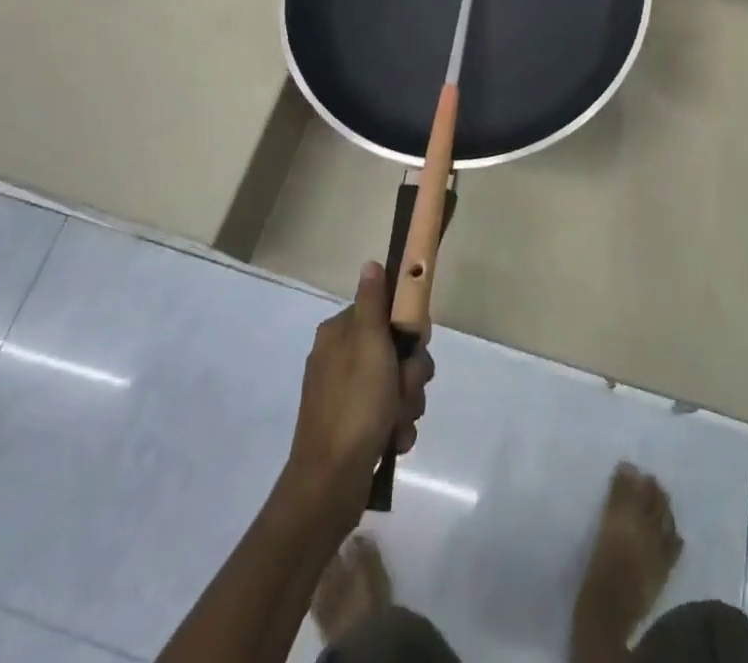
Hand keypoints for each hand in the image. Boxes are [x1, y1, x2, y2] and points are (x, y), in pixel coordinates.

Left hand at [283, 261, 432, 530]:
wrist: (330, 484)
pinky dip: (396, 427)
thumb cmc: (354, 405)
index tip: (417, 343)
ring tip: (398, 423)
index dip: (406, 328)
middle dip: (410, 374)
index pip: (384, 312)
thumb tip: (370, 263)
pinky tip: (392, 442)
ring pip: (397, 384)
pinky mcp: (352, 427)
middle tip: (406, 390)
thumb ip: (373, 303)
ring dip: (407, 403)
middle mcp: (340, 359)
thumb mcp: (369, 344)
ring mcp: (345, 395)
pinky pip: (389, 414)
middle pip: (395, 350)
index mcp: (339, 335)